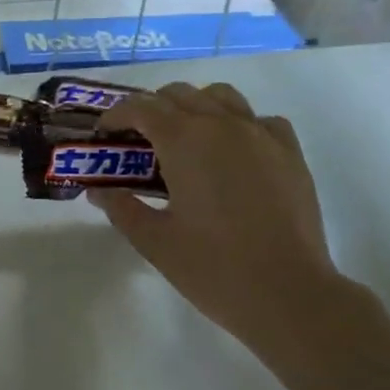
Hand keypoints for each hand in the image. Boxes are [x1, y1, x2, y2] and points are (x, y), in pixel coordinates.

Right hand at [89, 83, 342, 348]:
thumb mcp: (154, 241)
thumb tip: (99, 191)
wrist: (289, 295)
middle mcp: (222, 125)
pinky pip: (260, 120)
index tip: (105, 134)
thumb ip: (121, 208)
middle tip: (138, 141)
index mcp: (184, 140)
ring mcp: (261, 135)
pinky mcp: (290, 153)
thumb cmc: (214, 268)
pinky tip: (233, 153)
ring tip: (185, 140)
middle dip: (152, 109)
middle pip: (178, 94)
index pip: (141, 107)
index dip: (116, 115)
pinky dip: (239, 124)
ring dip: (194, 107)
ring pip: (220, 97)